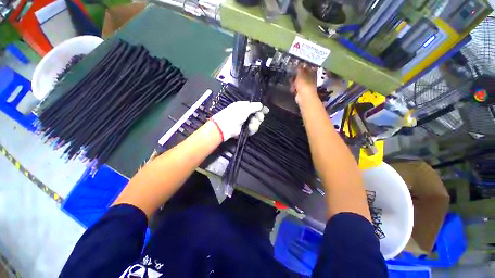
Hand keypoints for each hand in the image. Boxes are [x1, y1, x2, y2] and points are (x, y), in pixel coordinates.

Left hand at [211, 101, 268, 141]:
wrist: (226, 126)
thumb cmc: (235, 114)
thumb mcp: (245, 108)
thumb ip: (255, 106)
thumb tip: (261, 105)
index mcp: (244, 106)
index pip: (255, 106)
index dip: (261, 109)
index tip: (266, 111)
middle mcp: (245, 114)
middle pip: (257, 115)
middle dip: (259, 116)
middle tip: (259, 117)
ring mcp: (245, 122)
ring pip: (256, 122)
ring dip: (255, 123)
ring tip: (251, 124)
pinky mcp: (245, 130)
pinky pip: (253, 129)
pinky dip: (252, 129)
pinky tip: (249, 128)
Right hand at [291, 64, 317, 103]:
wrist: (304, 96)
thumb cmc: (304, 84)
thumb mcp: (300, 74)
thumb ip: (299, 68)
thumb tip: (299, 64)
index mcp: (312, 73)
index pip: (306, 68)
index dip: (300, 67)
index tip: (295, 67)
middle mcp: (309, 79)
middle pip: (301, 75)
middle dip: (295, 76)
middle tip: (292, 76)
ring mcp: (305, 86)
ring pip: (297, 82)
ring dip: (294, 83)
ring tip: (292, 83)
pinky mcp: (301, 92)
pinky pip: (296, 88)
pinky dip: (294, 88)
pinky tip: (292, 89)